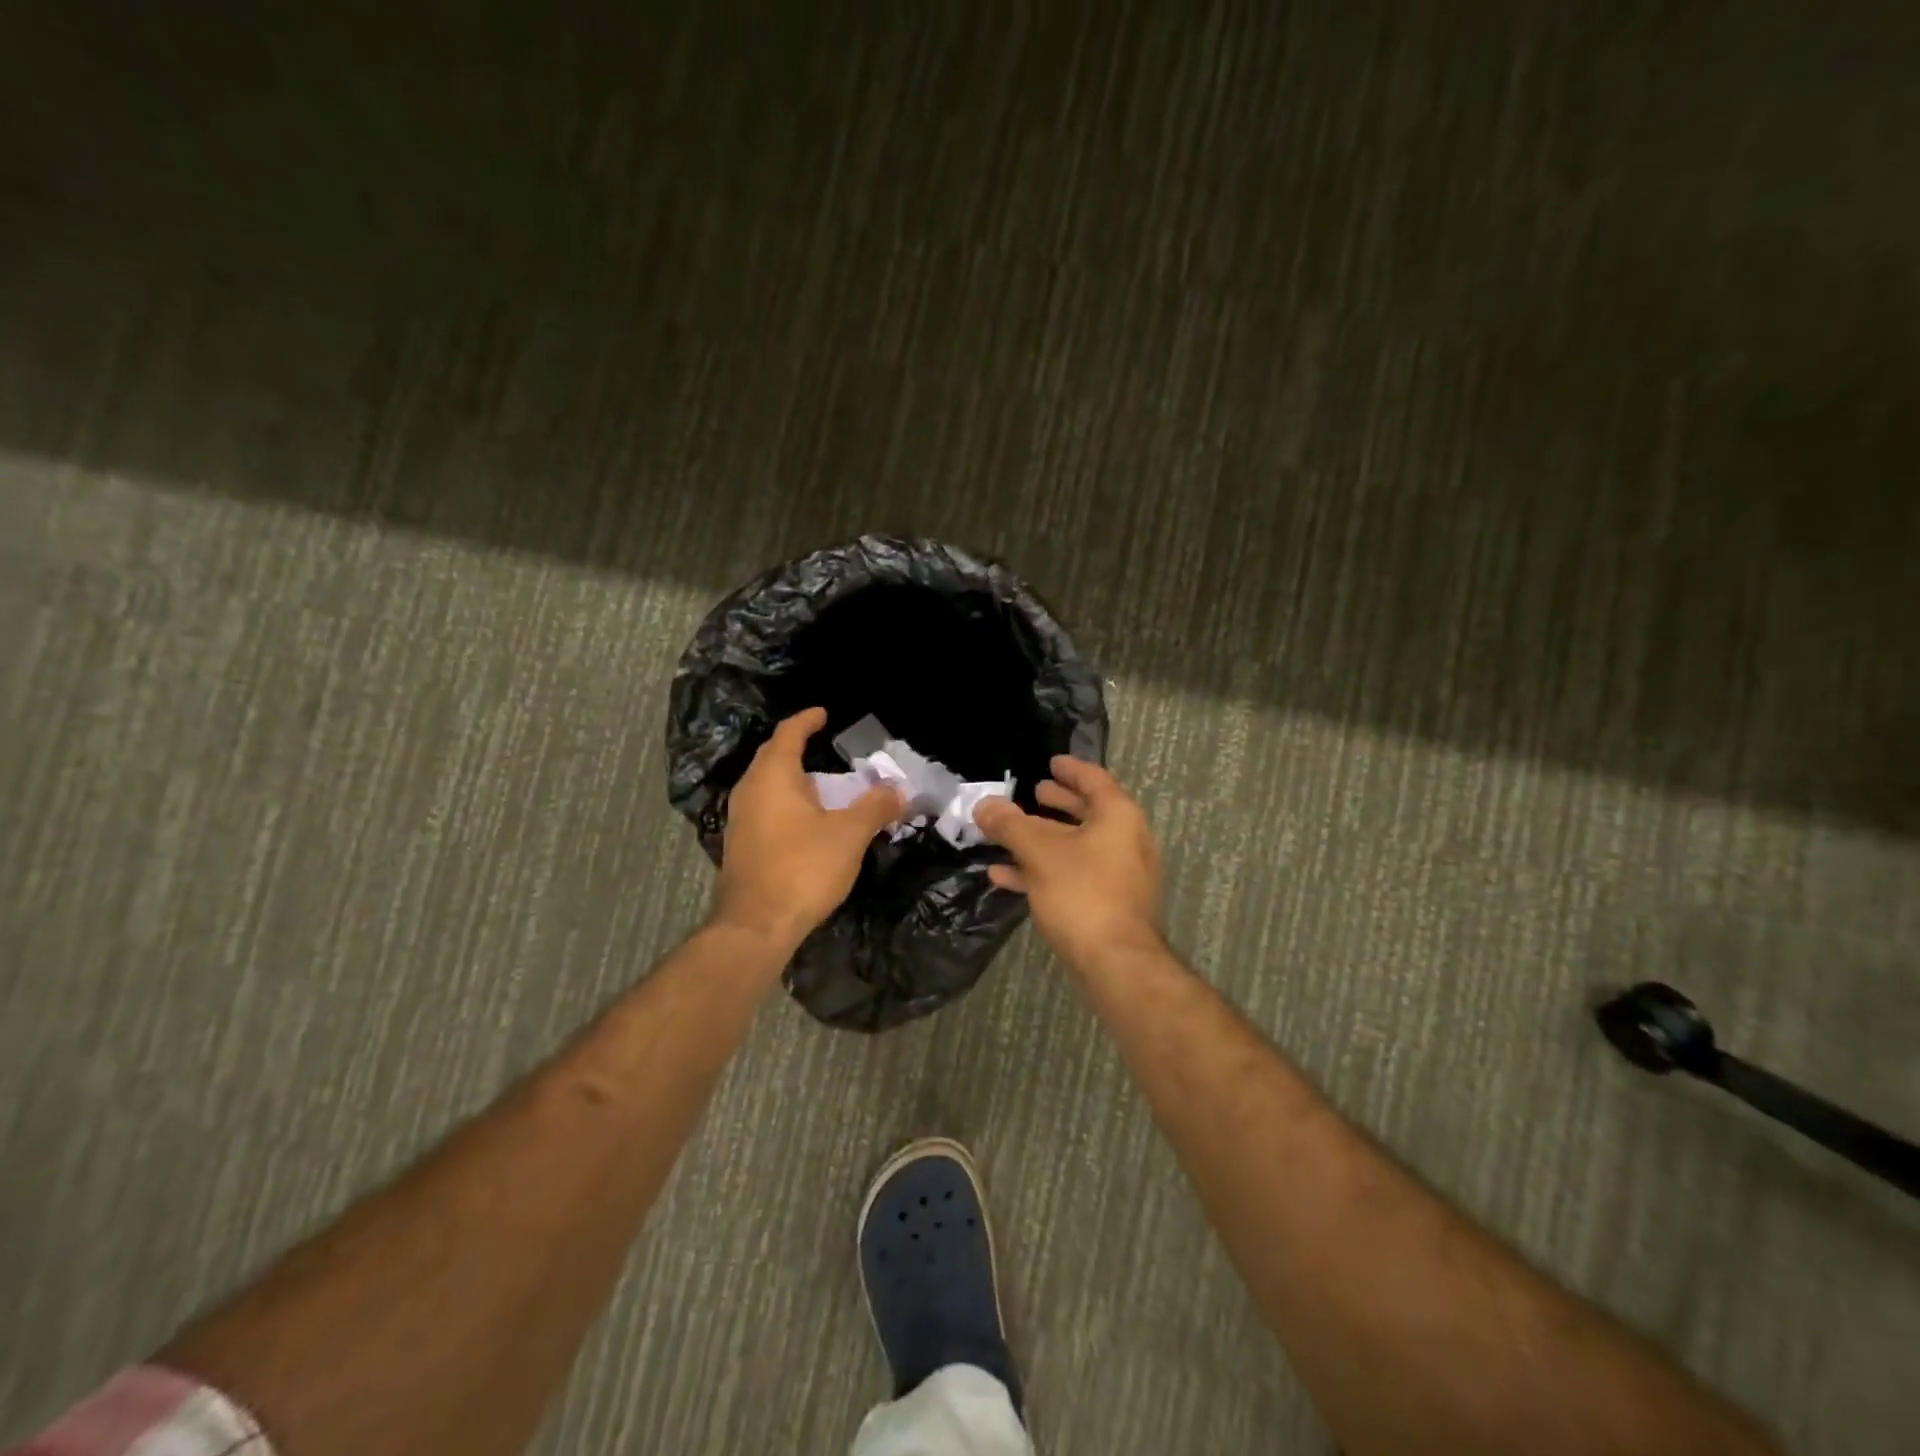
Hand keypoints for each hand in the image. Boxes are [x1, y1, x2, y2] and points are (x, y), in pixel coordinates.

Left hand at [714, 708, 903, 950]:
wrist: (756, 926)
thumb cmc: (803, 868)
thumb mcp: (850, 834)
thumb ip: (875, 806)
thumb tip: (898, 789)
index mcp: (773, 776)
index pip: (788, 733)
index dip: (807, 720)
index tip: (824, 714)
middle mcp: (749, 791)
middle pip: (773, 757)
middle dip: (798, 748)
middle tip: (826, 747)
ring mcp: (740, 819)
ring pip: (767, 785)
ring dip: (793, 779)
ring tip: (821, 784)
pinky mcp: (740, 845)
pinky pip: (765, 809)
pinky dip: (786, 803)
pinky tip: (805, 821)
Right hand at [974, 756, 1163, 968]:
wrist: (1115, 962)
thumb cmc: (1082, 892)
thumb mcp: (1039, 851)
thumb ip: (1009, 824)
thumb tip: (983, 805)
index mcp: (1118, 817)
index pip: (1094, 780)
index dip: (1070, 769)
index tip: (1051, 762)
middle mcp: (1126, 840)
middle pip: (1088, 813)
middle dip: (1057, 803)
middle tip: (1033, 793)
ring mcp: (1120, 875)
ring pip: (1077, 847)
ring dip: (1043, 839)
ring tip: (1010, 833)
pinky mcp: (1109, 904)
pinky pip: (1074, 875)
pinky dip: (1044, 870)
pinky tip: (1005, 876)